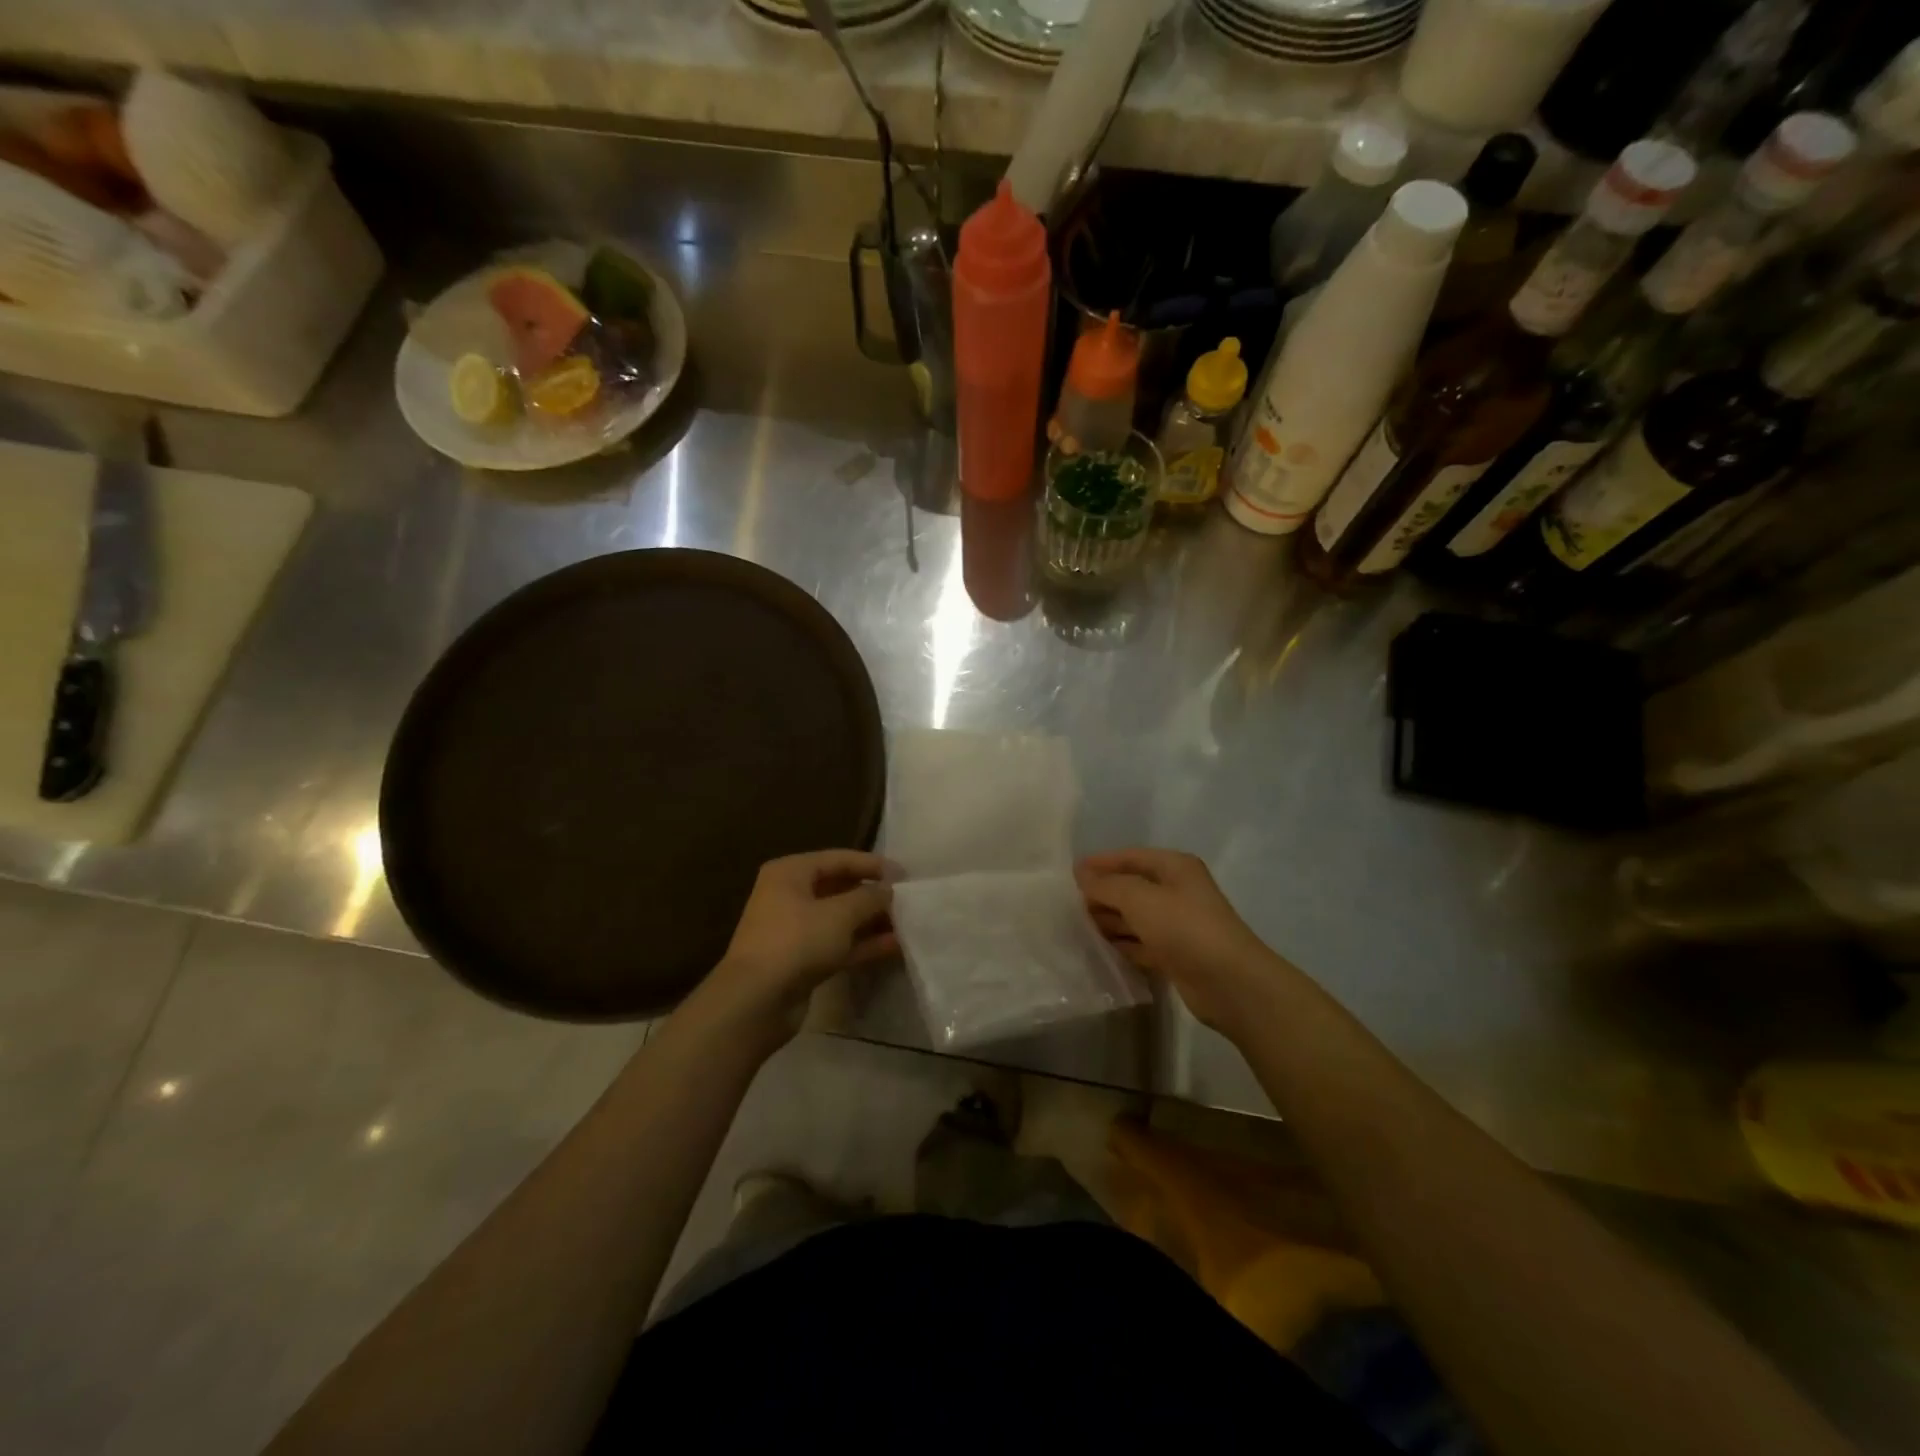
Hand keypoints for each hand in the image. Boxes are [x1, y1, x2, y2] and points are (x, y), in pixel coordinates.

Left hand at [700, 850, 895, 1048]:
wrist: (756, 1002)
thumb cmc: (796, 942)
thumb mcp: (839, 914)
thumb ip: (869, 898)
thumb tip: (889, 890)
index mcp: (791, 873)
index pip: (839, 859)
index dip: (873, 865)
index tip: (905, 874)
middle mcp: (790, 895)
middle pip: (840, 888)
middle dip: (873, 895)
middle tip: (908, 900)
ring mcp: (795, 930)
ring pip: (841, 919)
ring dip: (872, 921)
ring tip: (908, 923)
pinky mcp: (802, 960)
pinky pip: (838, 944)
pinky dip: (863, 944)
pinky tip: (895, 946)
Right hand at [1076, 848, 1287, 1035]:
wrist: (1229, 983)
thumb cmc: (1184, 928)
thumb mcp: (1140, 898)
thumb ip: (1107, 884)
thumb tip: (1081, 873)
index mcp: (1175, 867)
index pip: (1130, 857)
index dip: (1101, 863)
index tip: (1069, 874)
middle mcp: (1177, 891)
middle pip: (1132, 886)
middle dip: (1103, 894)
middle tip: (1069, 905)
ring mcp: (1177, 924)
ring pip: (1135, 916)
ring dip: (1109, 920)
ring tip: (1078, 927)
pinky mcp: (1175, 954)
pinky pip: (1141, 942)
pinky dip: (1122, 944)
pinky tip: (1100, 949)